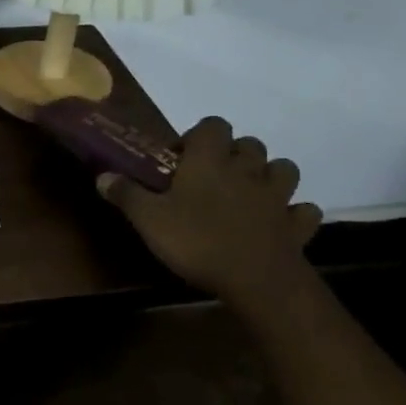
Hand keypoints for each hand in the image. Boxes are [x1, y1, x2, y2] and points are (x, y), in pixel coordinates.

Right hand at [98, 116, 321, 307]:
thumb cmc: (196, 240)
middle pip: (250, 144)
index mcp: (210, 161)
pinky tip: (278, 223)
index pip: (212, 125)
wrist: (256, 279)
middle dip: (235, 154)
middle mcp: (246, 170)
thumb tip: (102, 175)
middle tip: (213, 176)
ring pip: (284, 169)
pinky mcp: (296, 225)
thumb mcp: (148, 219)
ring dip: (269, 176)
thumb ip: (126, 194)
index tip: (182, 157)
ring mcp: (277, 197)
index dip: (199, 135)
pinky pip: (303, 211)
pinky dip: (293, 213)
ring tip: (249, 193)